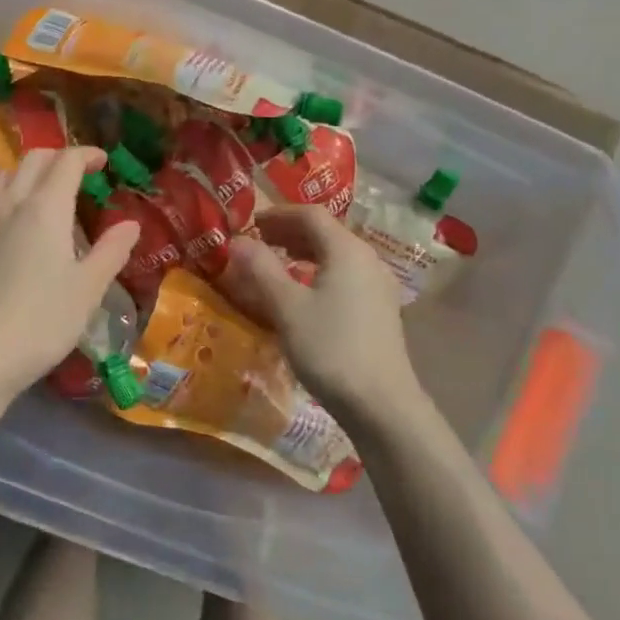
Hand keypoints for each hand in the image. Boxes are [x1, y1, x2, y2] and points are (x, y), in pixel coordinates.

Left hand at [0, 147, 139, 399]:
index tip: (103, 161)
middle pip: (32, 161)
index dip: (87, 154)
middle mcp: (11, 206)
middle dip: (57, 157)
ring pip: (0, 179)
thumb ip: (111, 251)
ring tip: (41, 191)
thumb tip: (131, 224)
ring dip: (24, 174)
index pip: (66, 162)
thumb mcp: (89, 288)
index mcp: (46, 209)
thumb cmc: (44, 321)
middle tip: (78, 173)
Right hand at [222, 206, 424, 431]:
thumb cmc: (330, 348)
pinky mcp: (380, 309)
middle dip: (289, 231)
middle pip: (326, 232)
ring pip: (336, 255)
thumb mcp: (287, 307)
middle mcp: (367, 259)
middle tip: (258, 241)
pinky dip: (319, 272)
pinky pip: (345, 275)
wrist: (381, 404)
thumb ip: (261, 269)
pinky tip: (303, 293)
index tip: (249, 222)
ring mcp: (378, 285)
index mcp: (347, 249)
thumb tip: (237, 240)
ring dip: (304, 252)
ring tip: (275, 263)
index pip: (311, 214)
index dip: (277, 214)